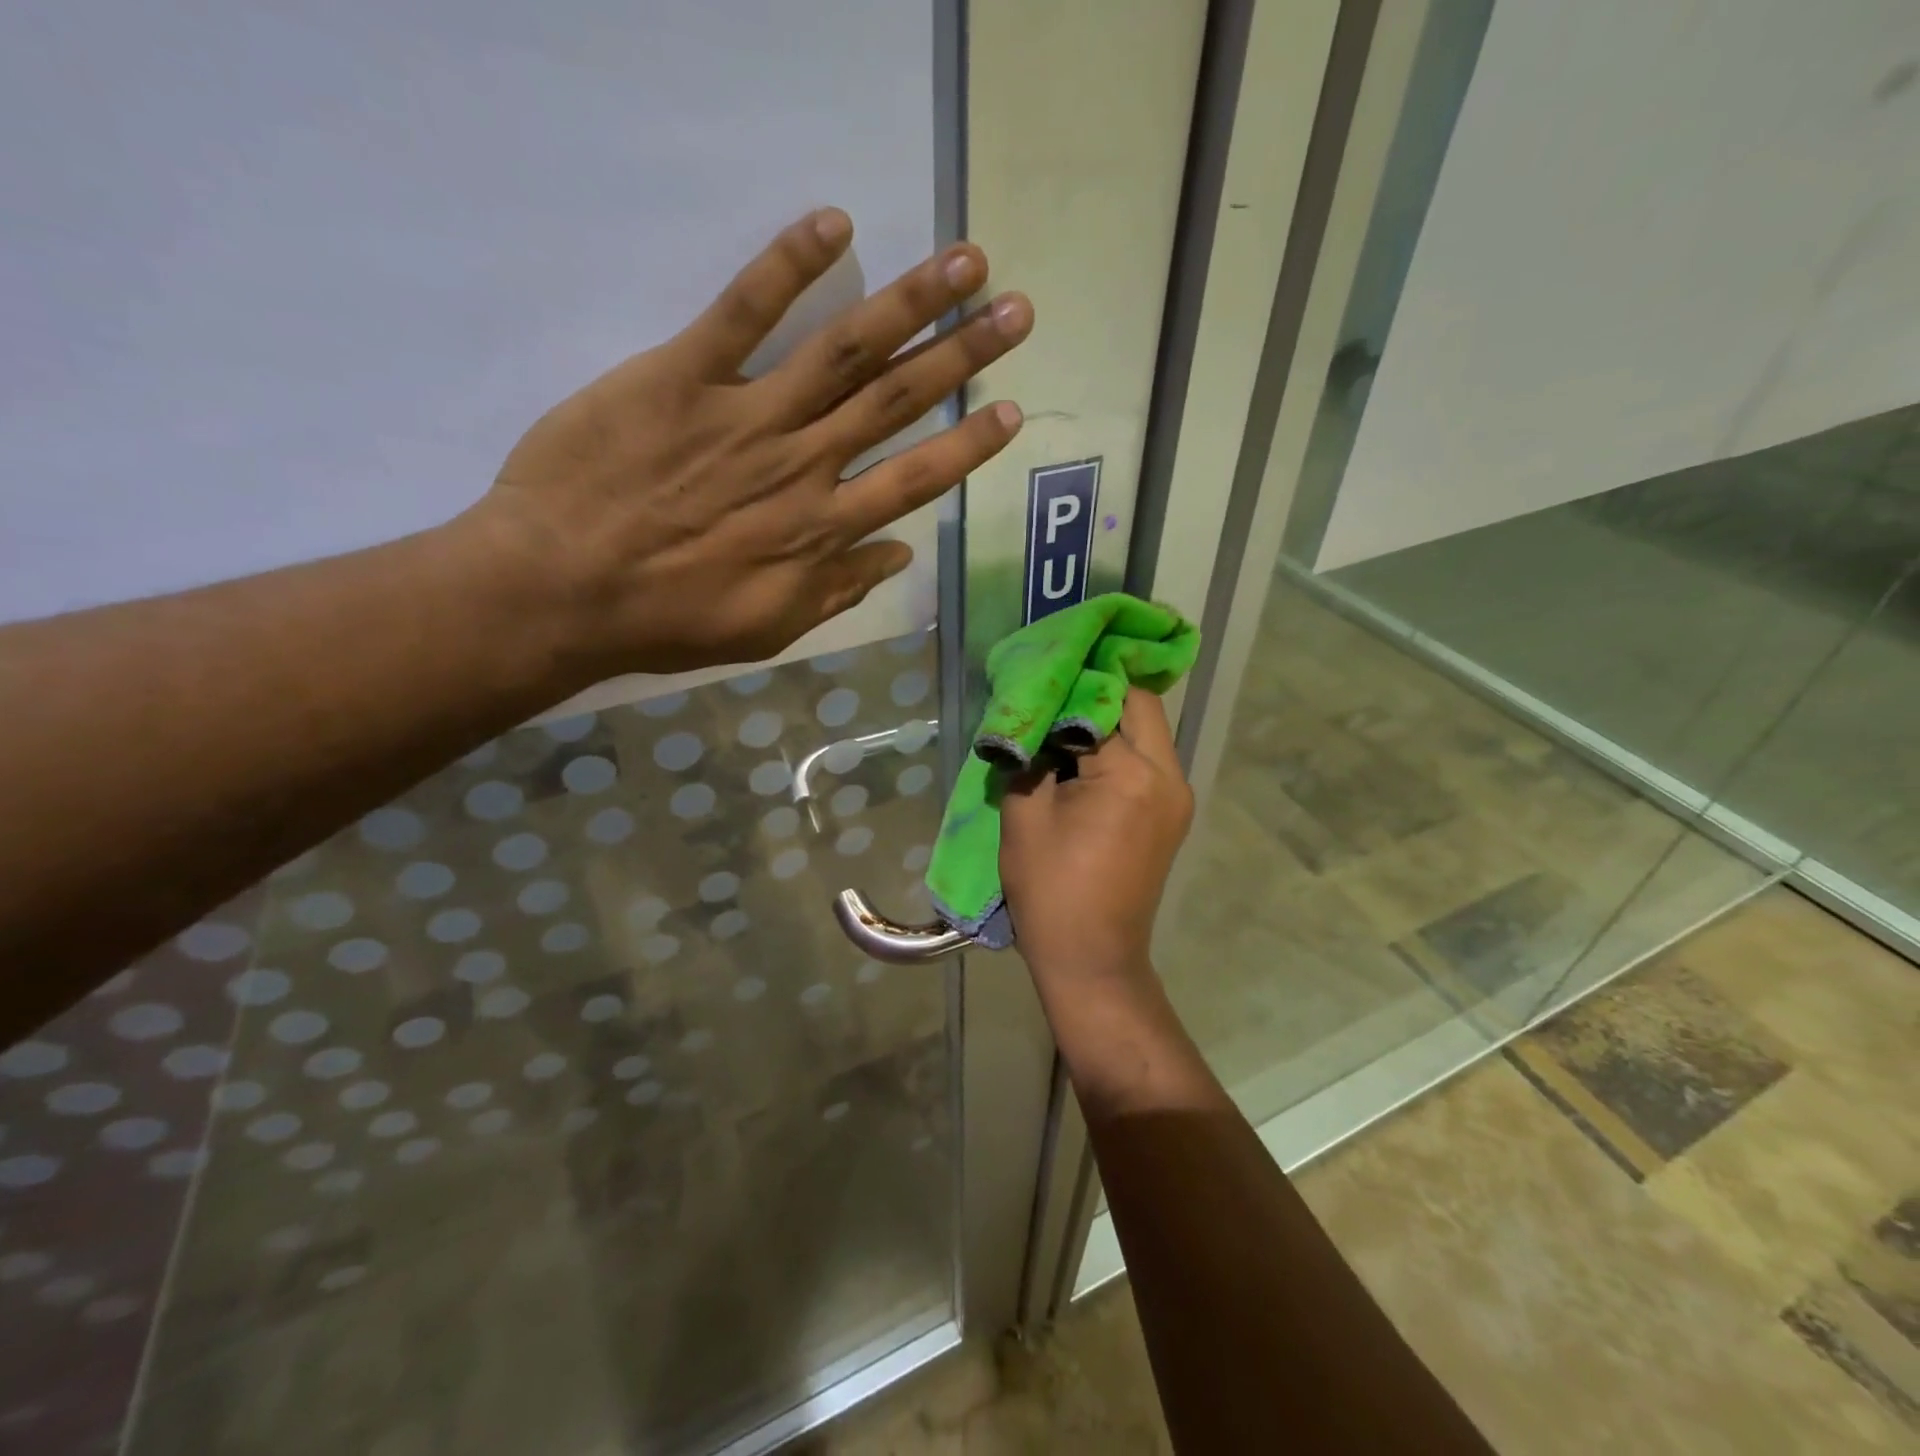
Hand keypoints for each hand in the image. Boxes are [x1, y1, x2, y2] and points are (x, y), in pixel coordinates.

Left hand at [477, 207, 1032, 680]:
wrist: (562, 589)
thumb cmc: (668, 619)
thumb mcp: (770, 627)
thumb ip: (838, 590)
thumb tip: (899, 556)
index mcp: (822, 529)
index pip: (915, 479)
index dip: (968, 444)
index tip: (1011, 409)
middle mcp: (803, 463)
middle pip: (897, 399)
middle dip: (962, 353)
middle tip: (1017, 311)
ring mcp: (747, 414)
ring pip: (844, 349)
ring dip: (911, 301)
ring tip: (966, 261)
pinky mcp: (683, 375)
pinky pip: (742, 311)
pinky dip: (787, 264)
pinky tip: (835, 223)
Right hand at [1000, 689, 1193, 985]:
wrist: (1092, 958)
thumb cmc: (1051, 889)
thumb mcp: (1024, 815)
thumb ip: (1030, 754)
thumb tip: (1032, 717)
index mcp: (1132, 774)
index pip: (1104, 700)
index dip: (1069, 681)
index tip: (1040, 668)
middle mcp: (1169, 776)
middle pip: (1140, 705)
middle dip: (1098, 689)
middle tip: (1055, 686)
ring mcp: (1176, 796)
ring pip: (1148, 730)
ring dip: (1109, 717)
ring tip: (1062, 718)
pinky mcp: (1171, 814)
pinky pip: (1148, 760)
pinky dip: (1118, 746)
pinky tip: (1082, 752)